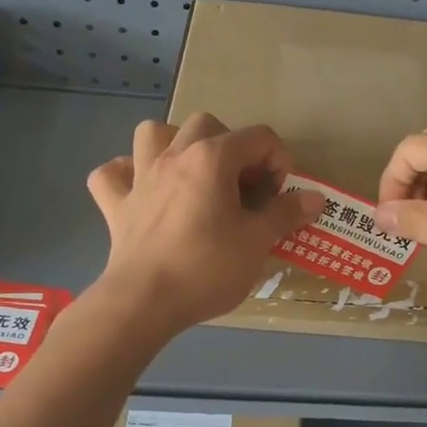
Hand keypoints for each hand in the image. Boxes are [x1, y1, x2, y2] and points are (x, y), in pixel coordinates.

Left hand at [86, 113, 323, 334]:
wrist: (144, 302)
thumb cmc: (207, 268)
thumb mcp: (257, 242)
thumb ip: (286, 213)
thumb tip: (315, 198)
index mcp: (212, 158)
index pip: (259, 137)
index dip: (279, 162)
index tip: (281, 197)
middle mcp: (174, 156)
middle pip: (207, 125)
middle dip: (232, 147)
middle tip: (243, 186)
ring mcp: (139, 178)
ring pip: (153, 134)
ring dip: (174, 145)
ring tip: (192, 173)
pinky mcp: (116, 206)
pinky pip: (112, 174)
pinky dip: (127, 175)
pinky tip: (143, 191)